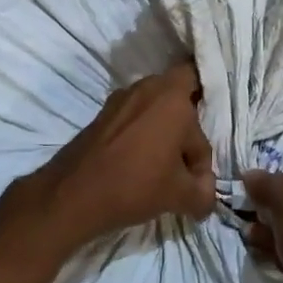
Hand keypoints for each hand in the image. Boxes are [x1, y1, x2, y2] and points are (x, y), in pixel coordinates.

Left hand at [33, 63, 215, 248]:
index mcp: (173, 97)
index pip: (203, 96)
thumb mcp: (181, 195)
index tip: (200, 160)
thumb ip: (204, 190)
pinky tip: (136, 163)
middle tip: (185, 157)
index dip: (208, 120)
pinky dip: (138, 134)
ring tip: (160, 164)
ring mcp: (121, 98)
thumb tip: (207, 189)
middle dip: (185, 122)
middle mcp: (148, 87)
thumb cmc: (136, 184)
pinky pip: (132, 116)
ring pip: (153, 105)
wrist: (74, 194)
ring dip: (161, 128)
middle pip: (178, 94)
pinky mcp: (102, 113)